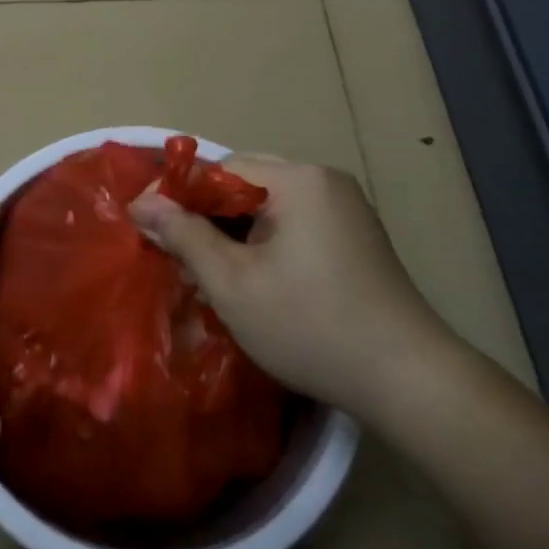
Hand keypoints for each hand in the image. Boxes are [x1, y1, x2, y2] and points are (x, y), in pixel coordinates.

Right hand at [128, 156, 454, 408]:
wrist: (407, 379)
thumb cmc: (309, 325)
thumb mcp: (233, 283)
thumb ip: (184, 236)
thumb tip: (141, 202)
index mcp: (298, 179)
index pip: (221, 169)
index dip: (181, 196)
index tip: (150, 230)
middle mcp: (325, 180)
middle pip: (246, 184)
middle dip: (209, 217)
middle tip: (180, 256)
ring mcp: (346, 208)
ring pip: (270, 206)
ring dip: (237, 232)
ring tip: (212, 272)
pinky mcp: (357, 236)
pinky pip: (296, 223)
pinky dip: (267, 242)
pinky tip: (255, 279)